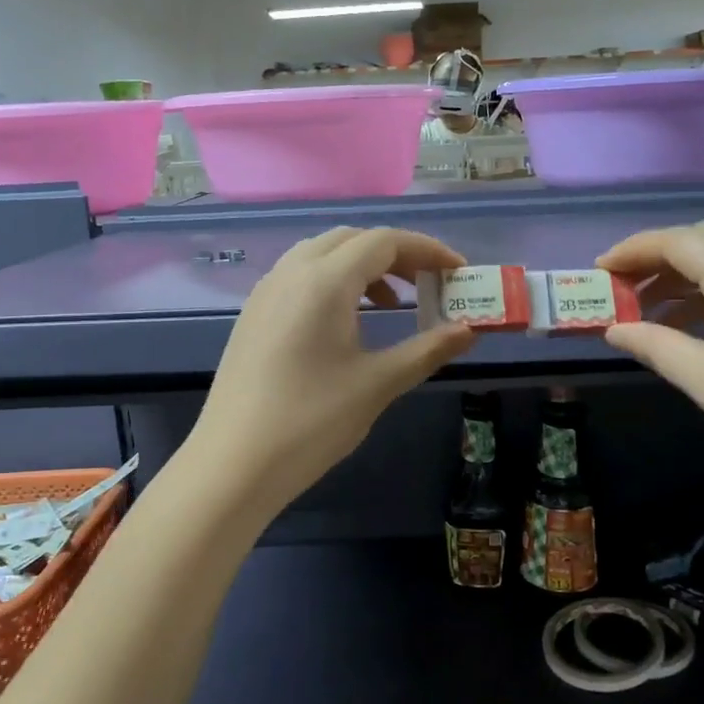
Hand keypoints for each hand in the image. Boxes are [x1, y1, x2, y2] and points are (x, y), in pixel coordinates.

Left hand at [185, 227, 475, 516]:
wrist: (234, 463)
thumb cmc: (312, 421)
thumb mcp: (378, 384)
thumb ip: (428, 350)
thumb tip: (470, 331)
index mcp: (324, 281)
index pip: (384, 242)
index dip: (427, 250)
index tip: (458, 271)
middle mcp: (291, 272)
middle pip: (352, 240)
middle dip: (396, 254)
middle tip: (428, 285)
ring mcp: (266, 292)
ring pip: (322, 254)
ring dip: (363, 266)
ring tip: (391, 305)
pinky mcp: (253, 314)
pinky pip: (300, 276)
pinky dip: (333, 282)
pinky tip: (346, 323)